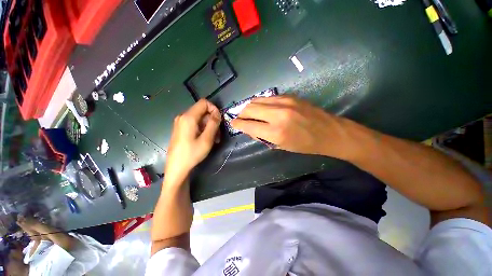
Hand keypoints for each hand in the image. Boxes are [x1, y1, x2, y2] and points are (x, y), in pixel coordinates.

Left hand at [165, 99, 220, 183]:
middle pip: (202, 111)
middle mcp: (183, 117)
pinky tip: (207, 139)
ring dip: (209, 126)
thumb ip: (213, 123)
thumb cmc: (192, 153)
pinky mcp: (181, 129)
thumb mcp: (207, 139)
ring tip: (215, 139)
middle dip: (213, 120)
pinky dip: (203, 129)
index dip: (214, 109)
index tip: (219, 120)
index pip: (204, 103)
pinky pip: (195, 124)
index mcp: (188, 117)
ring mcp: (180, 123)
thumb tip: (218, 113)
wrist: (177, 168)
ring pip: (200, 119)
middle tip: (218, 134)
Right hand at [231, 96, 357, 159]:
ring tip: (249, 113)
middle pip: (249, 108)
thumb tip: (248, 128)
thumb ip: (261, 135)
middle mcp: (277, 114)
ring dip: (249, 107)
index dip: (237, 124)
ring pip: (256, 100)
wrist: (329, 132)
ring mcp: (284, 102)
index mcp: (276, 132)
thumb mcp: (280, 146)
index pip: (247, 124)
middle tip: (240, 119)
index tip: (233, 124)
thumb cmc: (304, 145)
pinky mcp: (289, 96)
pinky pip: (267, 98)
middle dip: (241, 114)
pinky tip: (262, 108)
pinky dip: (260, 103)